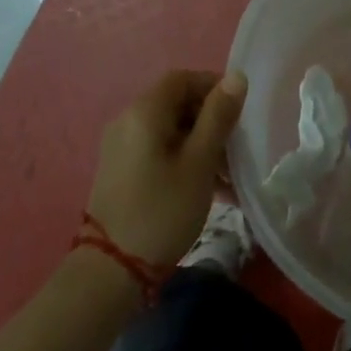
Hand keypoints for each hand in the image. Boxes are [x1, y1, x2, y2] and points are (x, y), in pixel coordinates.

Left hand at [85, 70, 247, 266]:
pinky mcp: (121, 172)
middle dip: (210, 120)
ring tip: (228, 175)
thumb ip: (218, 116)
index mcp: (144, 111)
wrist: (109, 273)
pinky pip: (158, 151)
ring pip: (170, 130)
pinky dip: (184, 159)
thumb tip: (236, 77)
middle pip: (176, 104)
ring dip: (201, 144)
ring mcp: (121, 148)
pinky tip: (207, 188)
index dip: (213, 86)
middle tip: (237, 146)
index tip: (240, 111)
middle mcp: (128, 121)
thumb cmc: (162, 210)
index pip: (182, 79)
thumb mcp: (199, 162)